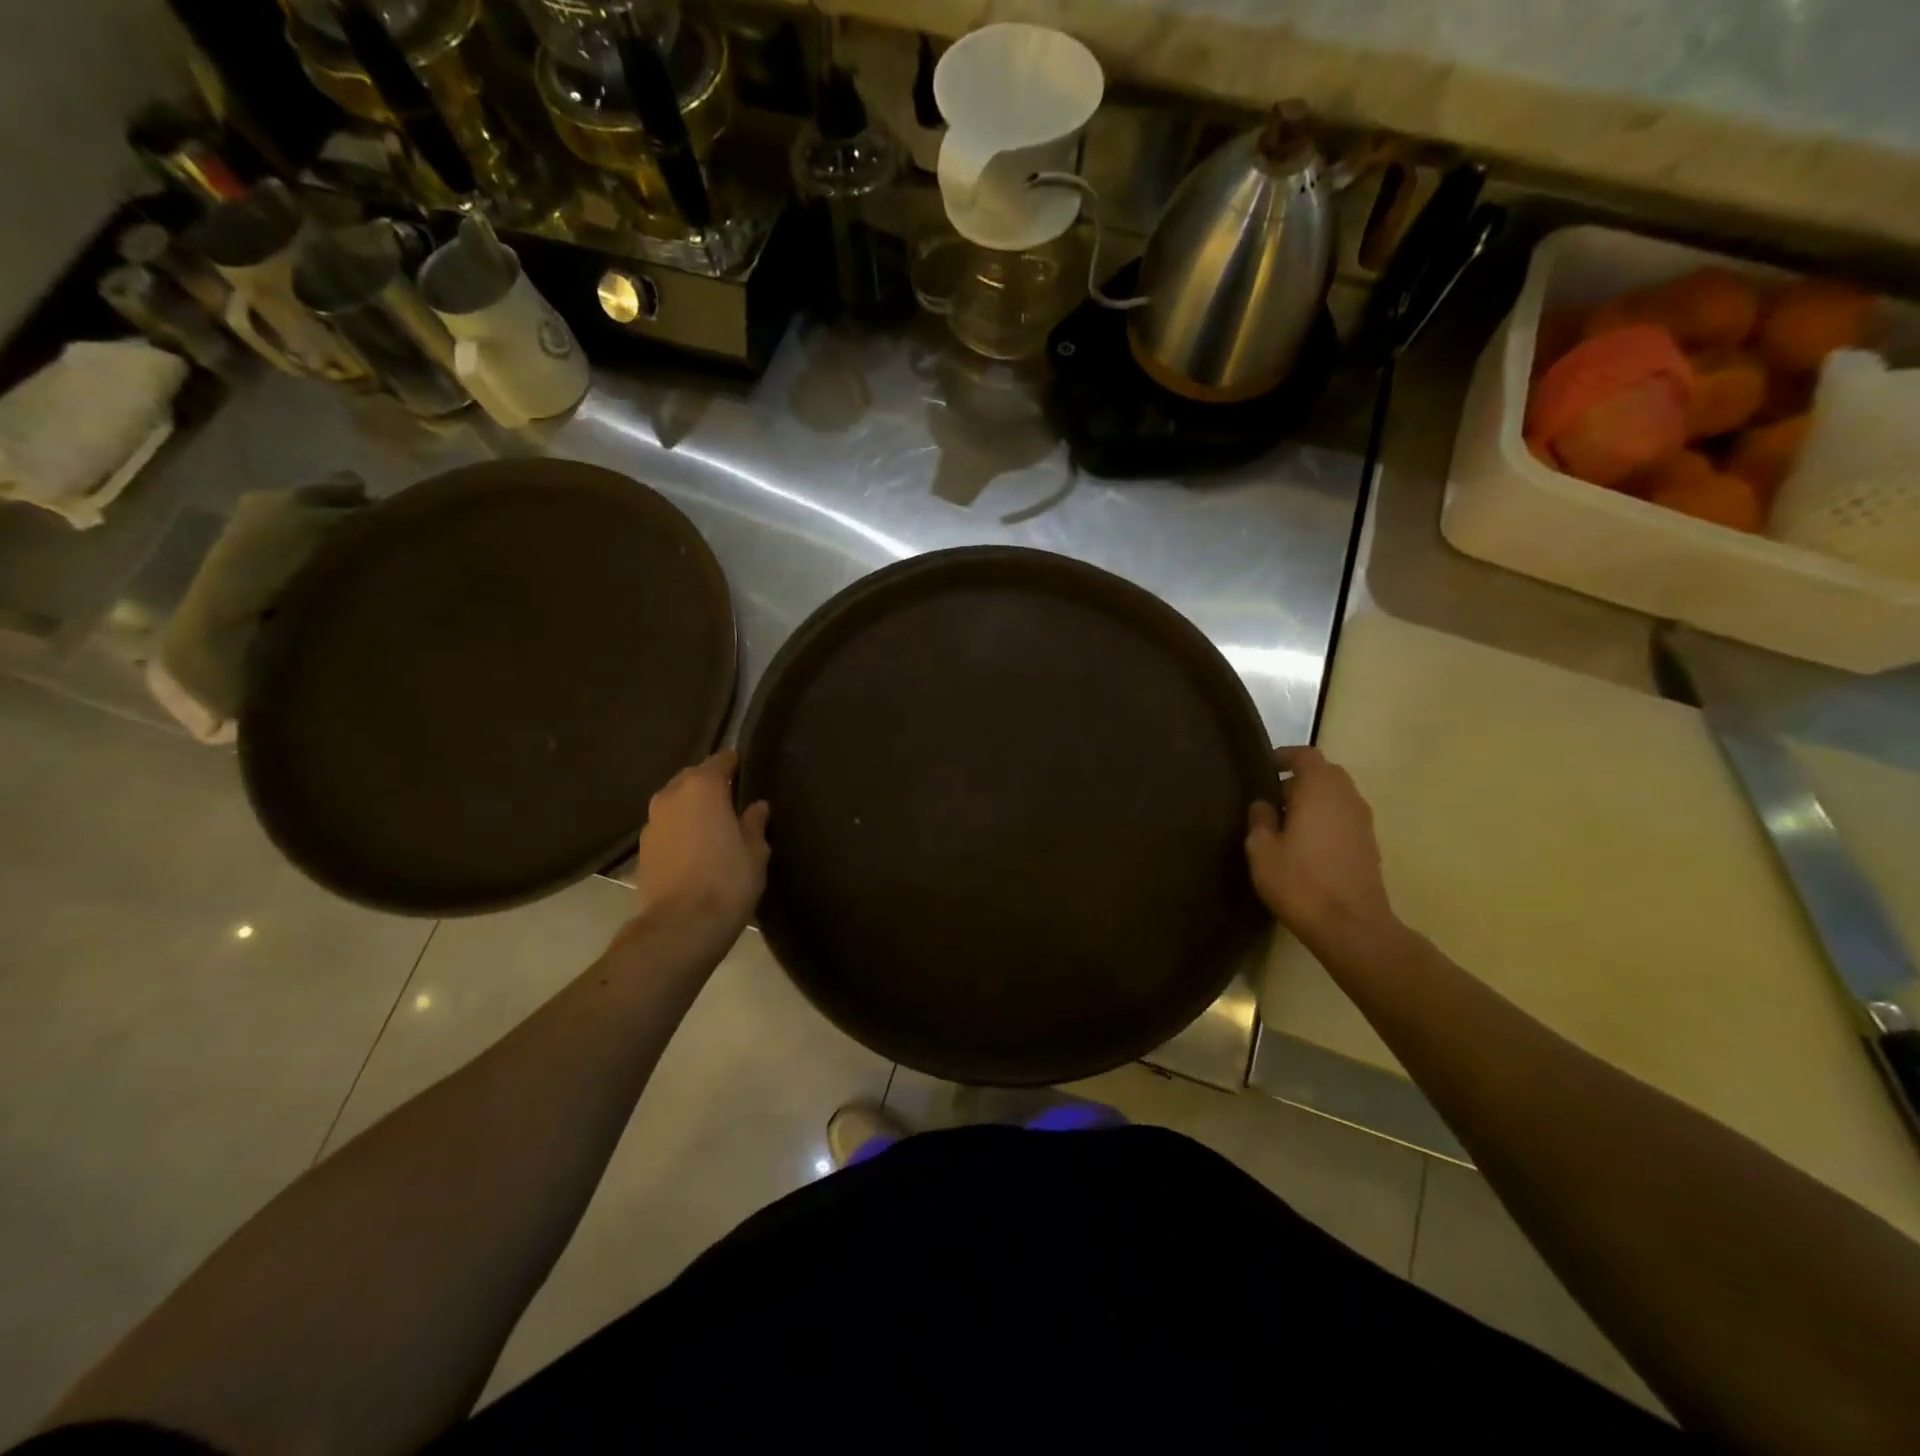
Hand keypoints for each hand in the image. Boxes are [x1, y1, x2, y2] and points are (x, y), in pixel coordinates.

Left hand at [633, 750, 769, 938]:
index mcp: (702, 787)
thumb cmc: (727, 881)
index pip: (720, 760)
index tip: (747, 772)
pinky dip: (679, 831)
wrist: (681, 926)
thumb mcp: (755, 852)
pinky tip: (695, 850)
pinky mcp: (641, 850)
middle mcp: (671, 796)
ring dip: (691, 809)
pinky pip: (666, 828)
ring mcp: (651, 823)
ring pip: (675, 803)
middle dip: (710, 785)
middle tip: (732, 802)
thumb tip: (757, 807)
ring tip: (713, 827)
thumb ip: (754, 823)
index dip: (734, 764)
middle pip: (692, 778)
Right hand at [1245, 746, 1396, 956]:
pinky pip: (1343, 817)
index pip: (1305, 756)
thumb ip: (1260, 819)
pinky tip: (1305, 844)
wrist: (1351, 926)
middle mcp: (1346, 797)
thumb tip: (1264, 804)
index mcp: (1319, 789)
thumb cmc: (1299, 881)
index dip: (1284, 757)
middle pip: (1324, 773)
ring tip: (1285, 823)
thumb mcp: (1262, 850)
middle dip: (1298, 779)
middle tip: (1271, 798)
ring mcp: (1362, 821)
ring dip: (1313, 800)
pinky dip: (1325, 819)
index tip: (1264, 768)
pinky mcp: (1369, 844)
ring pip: (1336, 796)